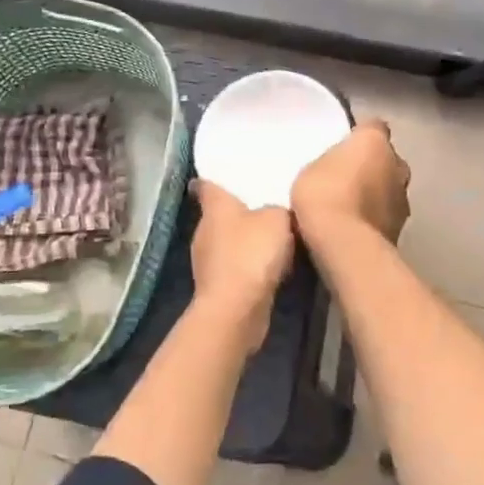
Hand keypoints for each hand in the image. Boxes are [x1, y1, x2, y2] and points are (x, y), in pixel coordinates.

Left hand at [189, 180, 294, 335]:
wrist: (236, 309)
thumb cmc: (252, 253)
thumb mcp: (278, 218)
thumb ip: (279, 207)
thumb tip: (278, 208)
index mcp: (215, 206)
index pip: (207, 184)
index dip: (216, 178)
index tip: (229, 174)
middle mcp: (204, 229)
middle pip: (219, 213)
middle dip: (239, 209)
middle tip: (267, 203)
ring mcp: (207, 260)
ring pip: (228, 240)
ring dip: (245, 239)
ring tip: (274, 234)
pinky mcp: (216, 285)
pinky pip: (235, 265)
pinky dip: (249, 264)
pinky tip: (270, 265)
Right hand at [291, 119, 410, 243]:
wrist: (345, 244)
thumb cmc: (323, 194)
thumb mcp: (311, 169)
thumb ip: (330, 163)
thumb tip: (337, 169)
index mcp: (375, 142)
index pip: (373, 127)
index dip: (360, 136)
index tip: (345, 146)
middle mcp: (398, 165)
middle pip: (386, 160)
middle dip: (372, 168)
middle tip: (345, 179)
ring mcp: (403, 199)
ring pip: (389, 189)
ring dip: (375, 195)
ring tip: (349, 209)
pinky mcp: (401, 230)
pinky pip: (385, 216)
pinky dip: (374, 220)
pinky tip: (354, 230)